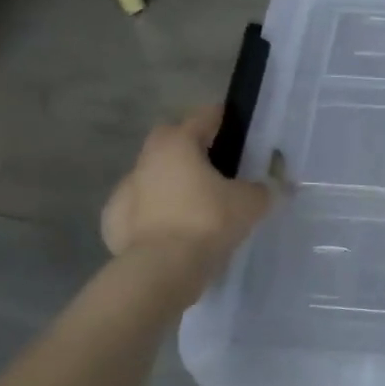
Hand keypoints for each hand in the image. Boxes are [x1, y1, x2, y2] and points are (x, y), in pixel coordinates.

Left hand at [101, 108, 273, 303]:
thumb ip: (264, 188)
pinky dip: (155, 212)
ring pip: (153, 174)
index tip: (239, 127)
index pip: (204, 116)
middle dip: (192, 146)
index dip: (224, 118)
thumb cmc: (208, 222)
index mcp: (178, 143)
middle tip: (218, 165)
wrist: (162, 269)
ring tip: (197, 201)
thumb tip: (271, 185)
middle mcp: (147, 159)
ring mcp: (125, 189)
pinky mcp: (113, 220)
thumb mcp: (251, 202)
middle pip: (171, 140)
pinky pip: (140, 207)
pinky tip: (174, 228)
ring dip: (172, 180)